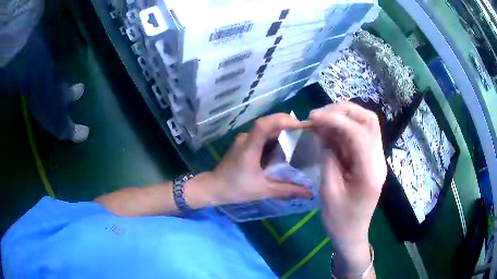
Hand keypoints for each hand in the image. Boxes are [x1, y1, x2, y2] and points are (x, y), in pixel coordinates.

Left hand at [208, 113, 311, 204]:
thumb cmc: (236, 189)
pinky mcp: (244, 144)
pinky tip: (285, 150)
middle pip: (269, 124)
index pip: (264, 124)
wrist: (213, 188)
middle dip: (289, 126)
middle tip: (307, 134)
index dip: (283, 120)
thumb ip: (287, 190)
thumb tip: (309, 193)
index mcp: (249, 146)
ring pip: (266, 130)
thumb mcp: (263, 190)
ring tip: (300, 140)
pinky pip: (262, 137)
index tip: (302, 125)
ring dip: (283, 132)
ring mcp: (244, 140)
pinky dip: (275, 140)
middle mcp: (246, 138)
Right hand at [309, 102, 385, 276]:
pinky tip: (328, 131)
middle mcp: (378, 159)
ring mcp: (376, 158)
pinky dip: (343, 127)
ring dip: (343, 116)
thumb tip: (322, 131)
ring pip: (366, 123)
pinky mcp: (370, 159)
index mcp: (370, 171)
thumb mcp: (328, 191)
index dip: (335, 119)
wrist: (351, 234)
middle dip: (342, 110)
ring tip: (321, 120)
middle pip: (368, 120)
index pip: (358, 132)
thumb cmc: (339, 220)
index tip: (312, 118)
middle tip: (318, 116)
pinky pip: (359, 134)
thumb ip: (328, 157)